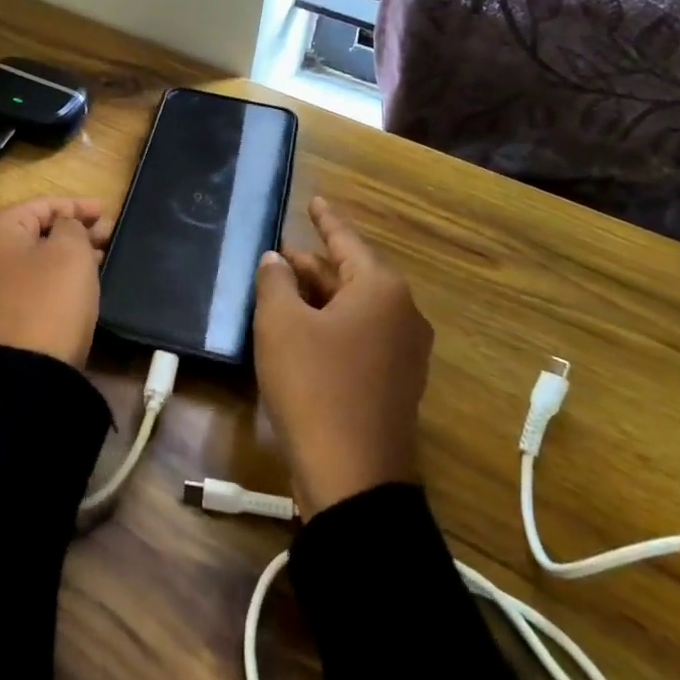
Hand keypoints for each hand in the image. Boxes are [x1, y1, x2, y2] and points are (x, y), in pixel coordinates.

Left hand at [0, 197, 111, 367]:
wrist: (21, 379)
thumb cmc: (48, 302)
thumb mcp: (71, 252)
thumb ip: (71, 225)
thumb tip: (62, 229)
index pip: (40, 205)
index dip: (77, 205)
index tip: (107, 212)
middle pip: (30, 232)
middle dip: (71, 231)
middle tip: (106, 238)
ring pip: (25, 261)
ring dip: (60, 256)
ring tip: (96, 261)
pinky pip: (19, 287)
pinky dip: (45, 280)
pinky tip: (72, 287)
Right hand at [253, 197, 433, 514]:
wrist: (353, 479)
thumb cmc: (314, 386)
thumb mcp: (281, 324)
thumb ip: (275, 282)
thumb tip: (277, 261)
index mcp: (381, 289)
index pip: (345, 240)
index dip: (325, 219)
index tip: (313, 200)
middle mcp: (402, 314)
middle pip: (349, 275)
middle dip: (310, 266)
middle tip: (276, 258)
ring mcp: (404, 352)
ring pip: (353, 308)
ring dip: (316, 299)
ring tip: (278, 292)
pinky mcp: (395, 383)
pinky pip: (359, 337)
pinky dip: (329, 327)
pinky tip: (297, 333)